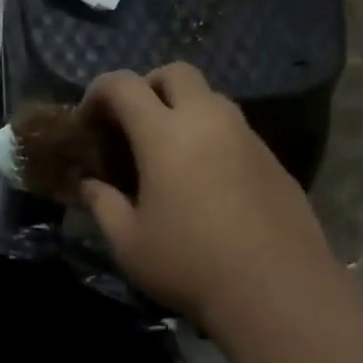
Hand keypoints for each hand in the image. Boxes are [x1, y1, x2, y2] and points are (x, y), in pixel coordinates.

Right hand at [78, 64, 333, 329]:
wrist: (276, 289)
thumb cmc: (189, 264)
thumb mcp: (128, 242)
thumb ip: (102, 204)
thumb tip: (88, 184)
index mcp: (165, 134)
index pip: (124, 85)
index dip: (97, 93)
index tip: (86, 122)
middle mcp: (209, 120)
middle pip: (175, 73)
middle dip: (146, 86)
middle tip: (131, 125)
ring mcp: (247, 136)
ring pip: (211, 97)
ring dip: (182, 109)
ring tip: (168, 153)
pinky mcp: (272, 159)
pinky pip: (234, 128)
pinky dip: (210, 136)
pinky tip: (204, 180)